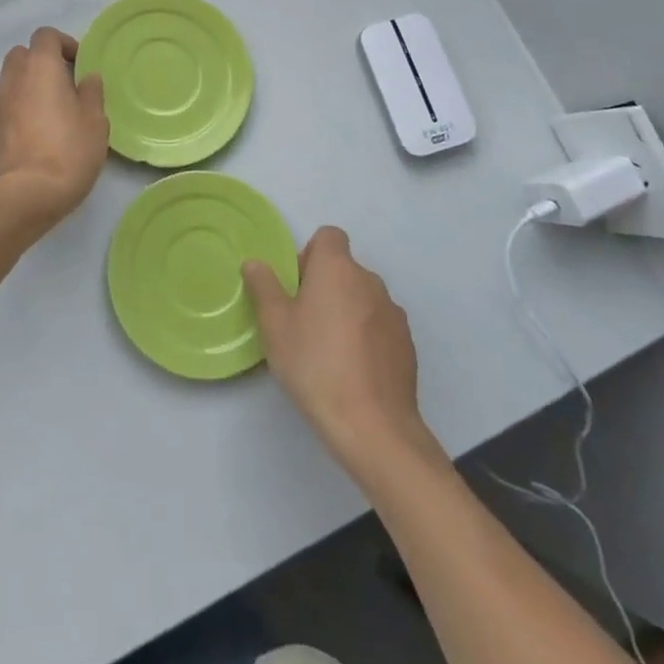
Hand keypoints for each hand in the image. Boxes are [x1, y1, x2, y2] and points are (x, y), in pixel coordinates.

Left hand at [0, 27, 108, 229]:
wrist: (25, 195)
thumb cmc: (68, 151)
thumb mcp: (95, 122)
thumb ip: (91, 93)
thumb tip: (87, 77)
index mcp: (40, 67)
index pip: (45, 35)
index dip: (64, 44)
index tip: (80, 64)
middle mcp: (14, 78)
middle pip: (23, 54)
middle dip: (42, 61)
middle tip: (65, 84)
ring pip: (12, 79)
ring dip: (30, 85)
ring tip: (53, 110)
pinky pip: (7, 103)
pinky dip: (20, 106)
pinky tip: (39, 131)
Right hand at [243, 227, 448, 476]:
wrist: (374, 427)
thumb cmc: (315, 364)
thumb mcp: (274, 325)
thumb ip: (263, 287)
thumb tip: (255, 263)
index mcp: (337, 268)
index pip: (328, 236)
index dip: (310, 255)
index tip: (296, 287)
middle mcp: (370, 281)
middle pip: (344, 269)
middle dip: (325, 287)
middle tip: (304, 323)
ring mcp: (393, 314)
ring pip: (363, 299)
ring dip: (347, 312)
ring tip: (329, 352)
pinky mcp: (407, 346)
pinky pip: (380, 327)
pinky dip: (367, 338)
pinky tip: (353, 371)